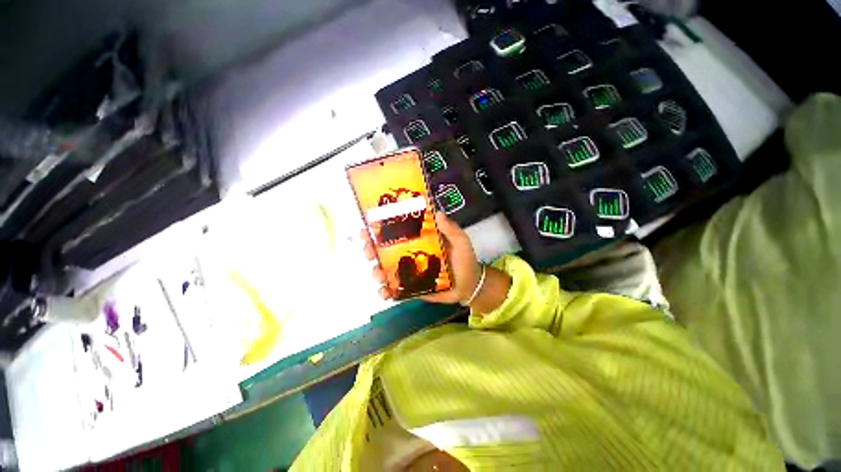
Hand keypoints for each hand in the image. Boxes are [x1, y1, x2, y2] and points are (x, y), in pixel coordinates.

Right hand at [361, 213, 481, 303]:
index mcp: (417, 240)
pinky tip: (385, 293)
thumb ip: (451, 229)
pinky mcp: (410, 288)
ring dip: (375, 272)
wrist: (469, 286)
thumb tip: (438, 212)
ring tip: (379, 275)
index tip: (366, 228)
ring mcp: (407, 272)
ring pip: (384, 271)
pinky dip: (385, 292)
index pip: (394, 232)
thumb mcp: (460, 242)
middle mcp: (408, 254)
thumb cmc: (464, 261)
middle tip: (368, 252)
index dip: (377, 229)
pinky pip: (394, 290)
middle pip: (382, 251)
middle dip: (370, 250)